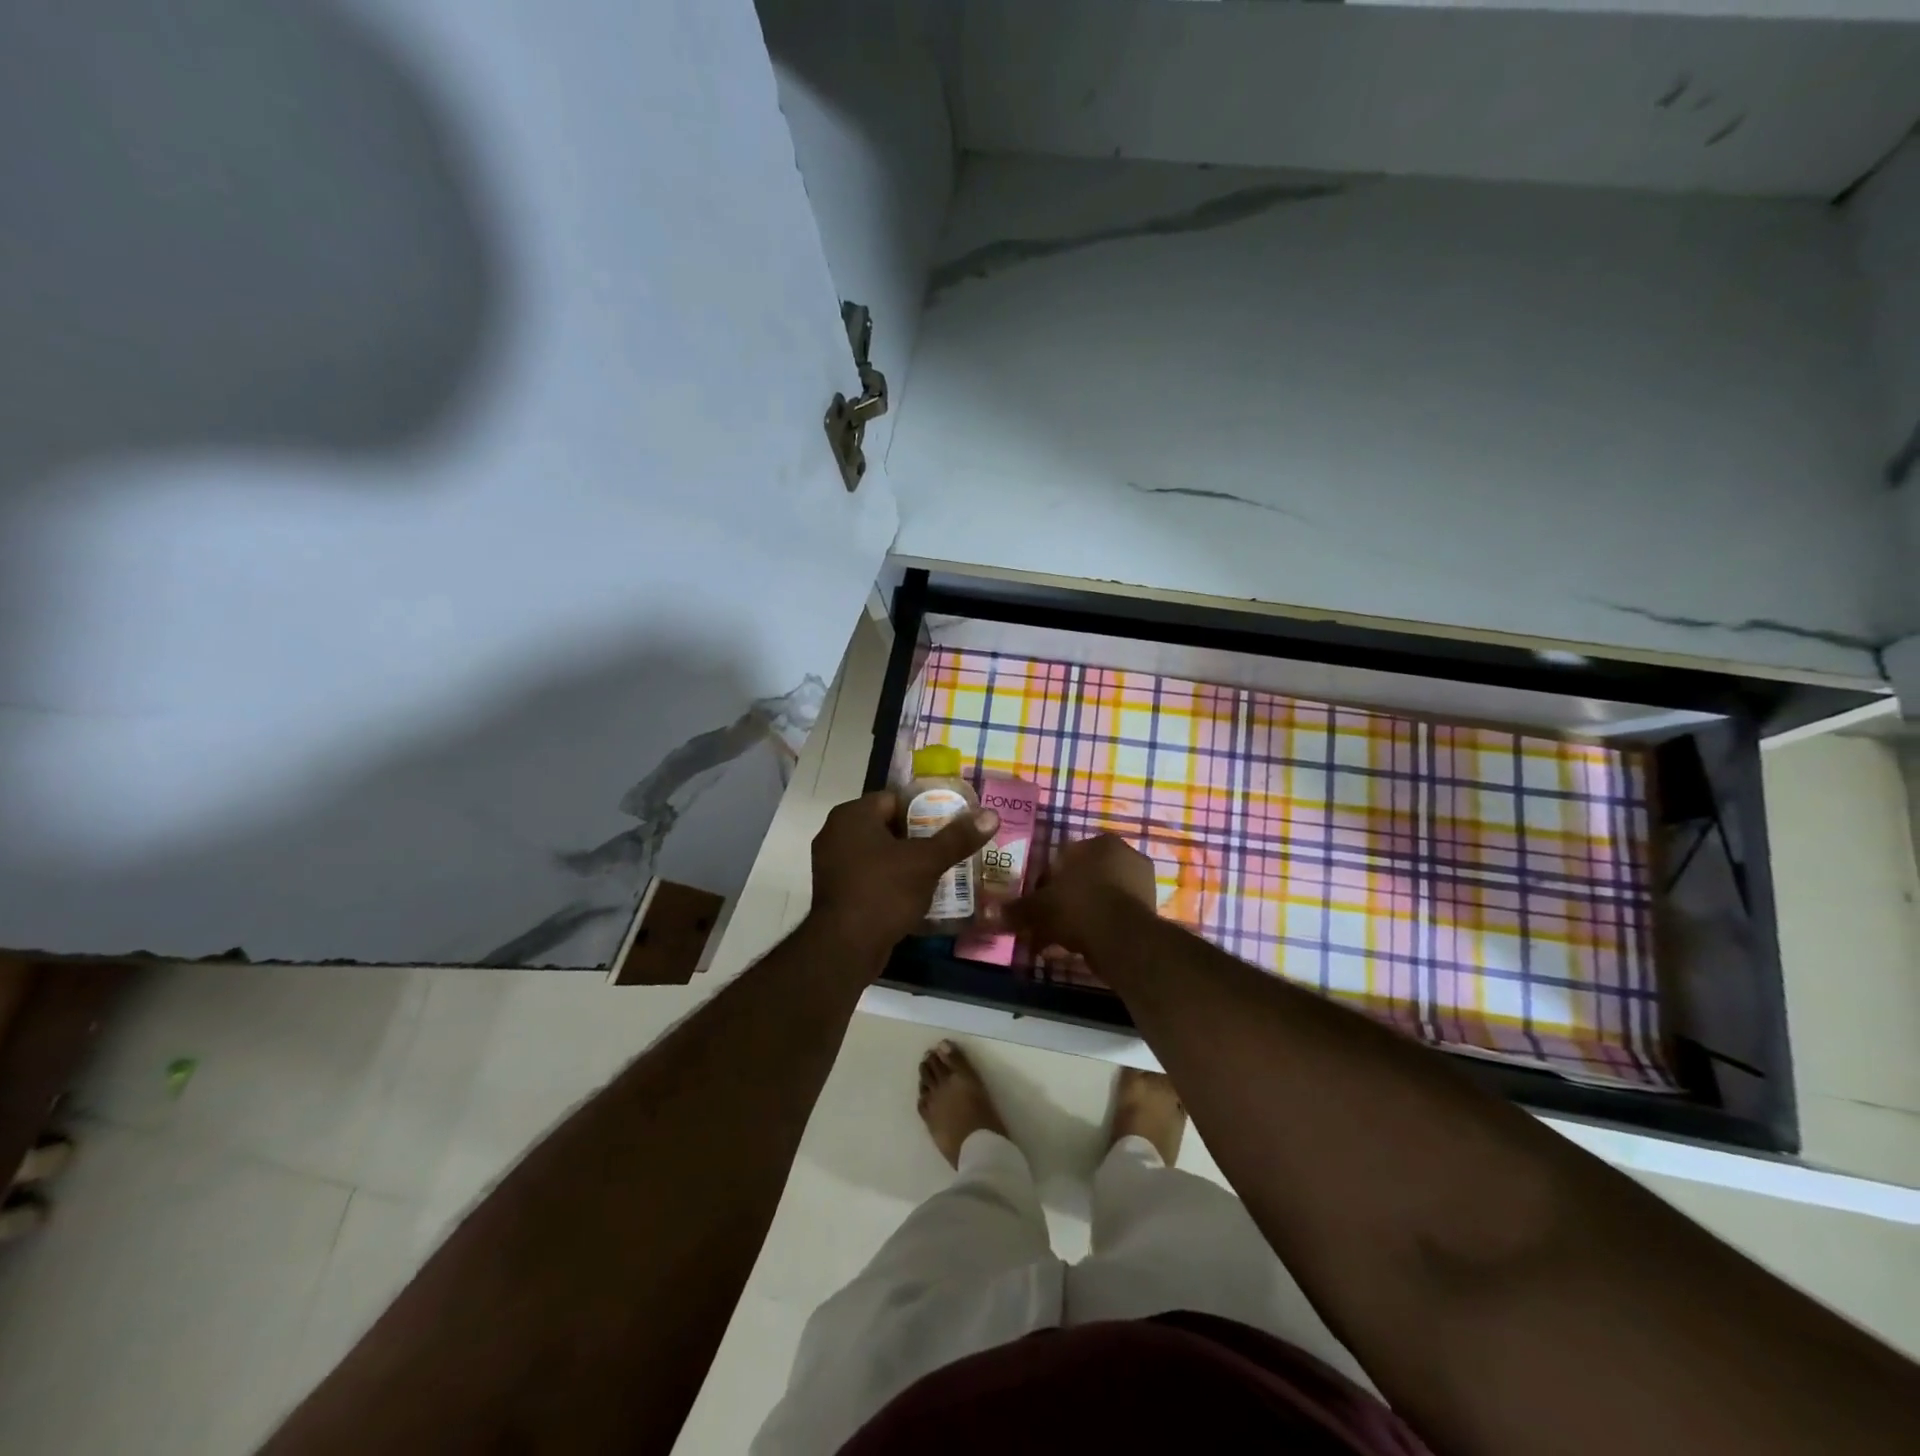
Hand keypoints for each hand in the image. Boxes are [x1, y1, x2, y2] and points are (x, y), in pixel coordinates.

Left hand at [808, 791, 998, 960]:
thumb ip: (957, 838)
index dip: (925, 808)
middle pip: (888, 826)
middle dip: (919, 836)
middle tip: (950, 846)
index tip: (951, 822)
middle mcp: (836, 833)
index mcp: (852, 816)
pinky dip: (892, 881)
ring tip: (940, 869)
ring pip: (879, 853)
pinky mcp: (836, 892)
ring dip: (906, 861)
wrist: (844, 948)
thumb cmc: (884, 892)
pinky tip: (918, 893)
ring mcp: (832, 864)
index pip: (895, 799)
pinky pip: (870, 877)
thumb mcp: (926, 862)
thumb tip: (991, 815)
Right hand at [1003, 834, 1157, 958]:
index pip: (1063, 857)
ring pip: (1100, 895)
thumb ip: (1016, 909)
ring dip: (1082, 913)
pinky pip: (1116, 913)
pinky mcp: (1151, 907)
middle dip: (1065, 898)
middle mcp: (1124, 853)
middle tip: (1048, 921)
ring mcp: (1142, 880)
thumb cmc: (1079, 908)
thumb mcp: (1039, 908)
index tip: (1036, 903)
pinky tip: (1086, 945)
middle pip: (1083, 876)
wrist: (1124, 940)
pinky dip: (1101, 925)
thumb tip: (987, 913)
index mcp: (1098, 843)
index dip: (1045, 882)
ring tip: (1064, 939)